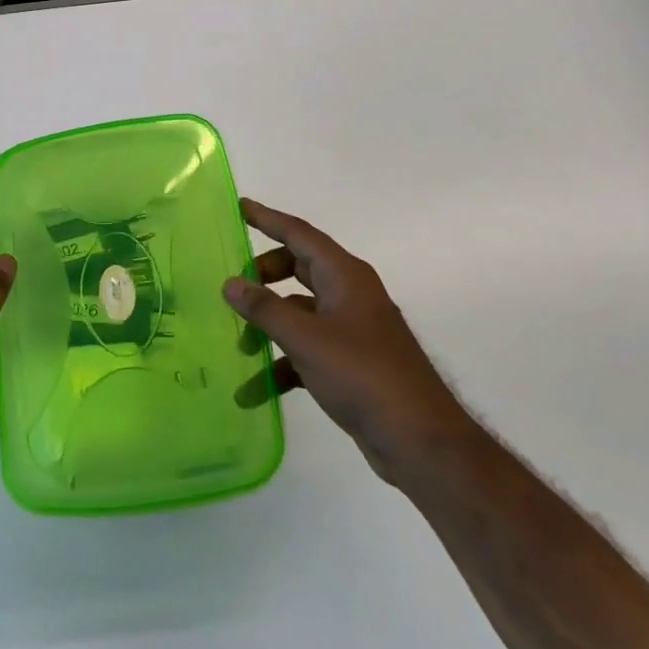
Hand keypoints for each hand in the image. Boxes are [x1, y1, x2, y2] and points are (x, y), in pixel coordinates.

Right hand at [224, 199, 472, 487]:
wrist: (419, 441)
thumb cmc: (363, 376)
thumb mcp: (306, 339)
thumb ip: (265, 309)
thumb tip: (230, 283)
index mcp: (345, 277)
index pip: (300, 235)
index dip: (269, 219)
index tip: (240, 207)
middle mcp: (349, 296)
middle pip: (298, 270)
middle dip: (264, 278)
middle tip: (233, 288)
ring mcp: (351, 330)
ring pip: (299, 314)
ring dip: (268, 328)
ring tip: (238, 349)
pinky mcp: (350, 364)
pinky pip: (307, 350)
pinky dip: (282, 364)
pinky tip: (255, 391)